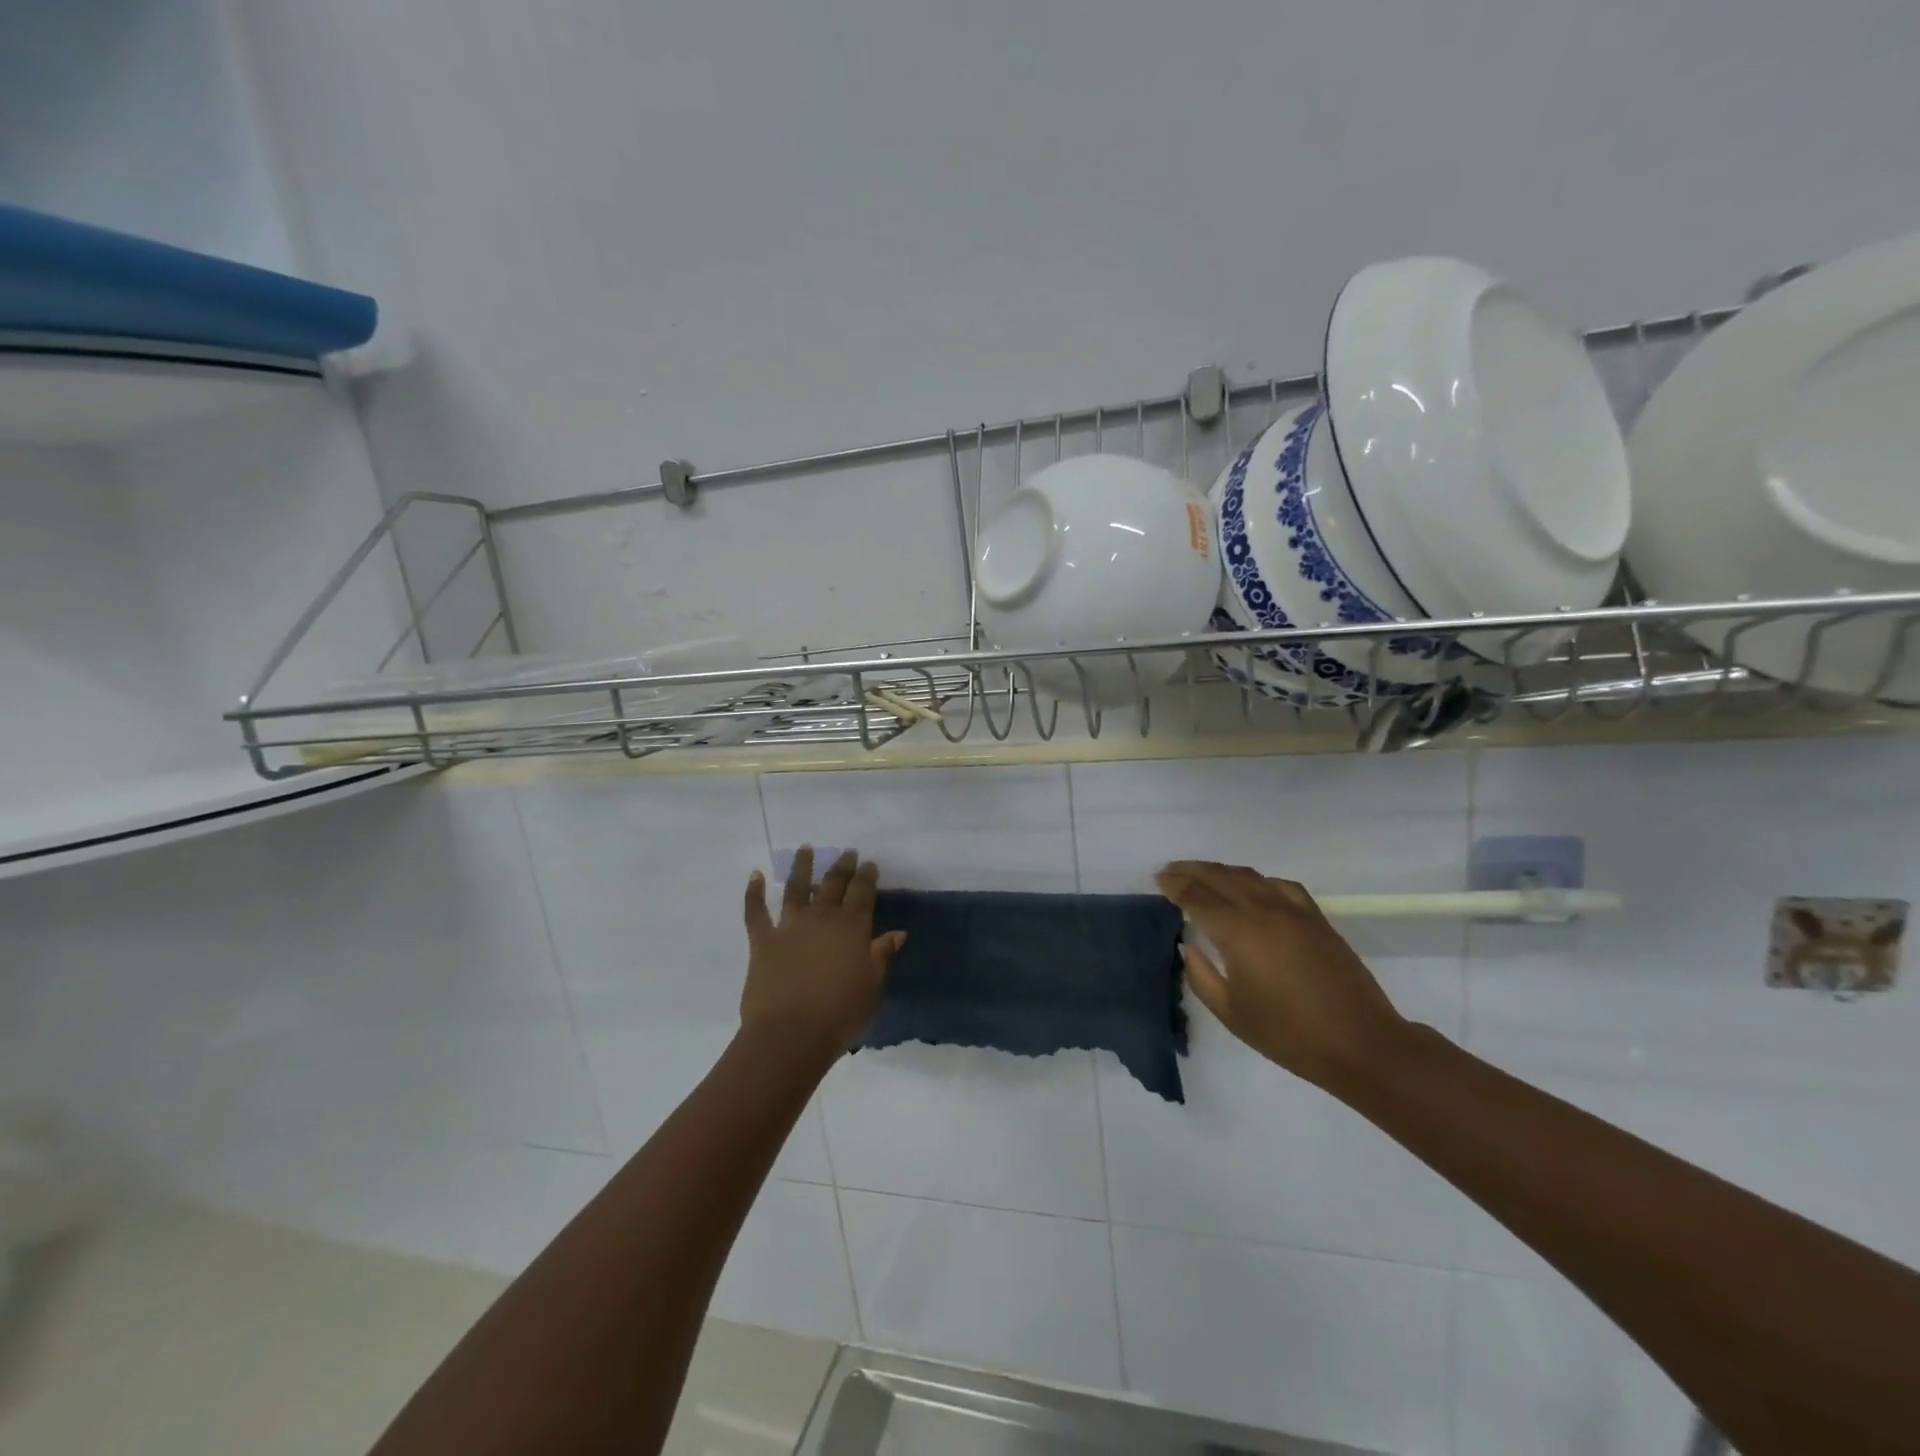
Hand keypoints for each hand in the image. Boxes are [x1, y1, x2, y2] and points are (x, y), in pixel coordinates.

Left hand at [741, 847, 906, 1059]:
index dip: (867, 876)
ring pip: (797, 888)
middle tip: (846, 853)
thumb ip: (882, 955)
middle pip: (833, 883)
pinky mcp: (763, 940)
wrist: (791, 1034)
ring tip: (806, 849)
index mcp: (852, 927)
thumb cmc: (840, 1014)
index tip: (869, 863)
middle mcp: (822, 918)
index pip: (863, 892)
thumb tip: (897, 933)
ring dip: (802, 867)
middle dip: (842, 866)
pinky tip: (755, 875)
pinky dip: (754, 892)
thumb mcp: (872, 986)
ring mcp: (790, 926)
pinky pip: (756, 912)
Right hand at [1155, 861, 1408, 1091]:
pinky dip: (1257, 880)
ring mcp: (1292, 910)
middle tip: (1170, 871)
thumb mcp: (1231, 1012)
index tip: (1159, 880)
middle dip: (1192, 870)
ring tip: (1203, 874)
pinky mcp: (1315, 917)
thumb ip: (1200, 975)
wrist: (1360, 1043)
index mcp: (1237, 931)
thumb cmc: (1288, 1034)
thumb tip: (1188, 946)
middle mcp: (1262, 909)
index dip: (1175, 885)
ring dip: (1221, 871)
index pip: (1197, 896)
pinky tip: (1253, 888)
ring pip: (1249, 875)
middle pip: (1220, 877)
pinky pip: (1279, 885)